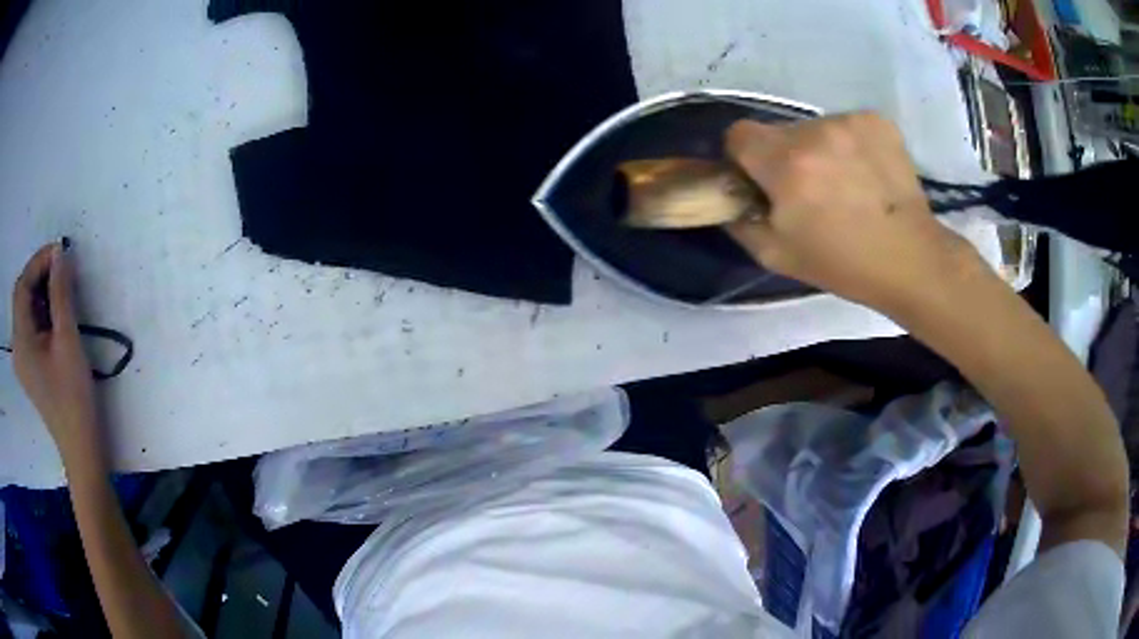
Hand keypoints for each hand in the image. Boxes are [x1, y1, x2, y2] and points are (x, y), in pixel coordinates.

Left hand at [11, 242, 100, 458]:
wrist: (81, 447)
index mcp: (21, 341)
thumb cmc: (73, 396)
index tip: (60, 251)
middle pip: (21, 296)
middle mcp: (17, 347)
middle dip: (38, 274)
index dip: (38, 262)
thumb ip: (61, 294)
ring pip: (25, 311)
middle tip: (61, 266)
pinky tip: (54, 314)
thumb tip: (60, 254)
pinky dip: (40, 311)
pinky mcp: (29, 368)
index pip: (22, 286)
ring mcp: (22, 360)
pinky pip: (29, 327)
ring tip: (61, 287)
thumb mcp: (68, 340)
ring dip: (40, 292)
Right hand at [724, 113, 981, 312]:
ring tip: (846, 185)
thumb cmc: (843, 264)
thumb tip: (729, 195)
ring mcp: (850, 122)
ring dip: (819, 150)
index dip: (745, 159)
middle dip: (784, 157)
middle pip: (779, 132)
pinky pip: (845, 125)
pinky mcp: (877, 120)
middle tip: (810, 192)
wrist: (910, 259)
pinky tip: (866, 174)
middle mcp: (815, 132)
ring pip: (814, 128)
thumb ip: (740, 220)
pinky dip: (849, 144)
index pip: (739, 134)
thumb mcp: (777, 256)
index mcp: (786, 164)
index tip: (763, 183)